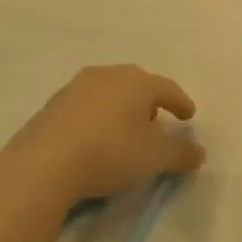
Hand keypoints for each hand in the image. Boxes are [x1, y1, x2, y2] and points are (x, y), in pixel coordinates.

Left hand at [0, 65, 204, 232]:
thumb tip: (199, 153)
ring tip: (125, 131)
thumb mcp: (155, 158)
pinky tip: (95, 139)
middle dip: (149, 101)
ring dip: (120, 108)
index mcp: (136, 82)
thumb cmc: (110, 153)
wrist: (42, 166)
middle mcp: (107, 76)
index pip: (167, 88)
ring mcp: (75, 88)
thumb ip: (181, 154)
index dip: (181, 103)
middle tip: (156, 120)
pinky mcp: (51, 107)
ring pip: (108, 93)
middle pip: (136, 85)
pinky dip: (96, 119)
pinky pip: (84, 108)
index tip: (188, 116)